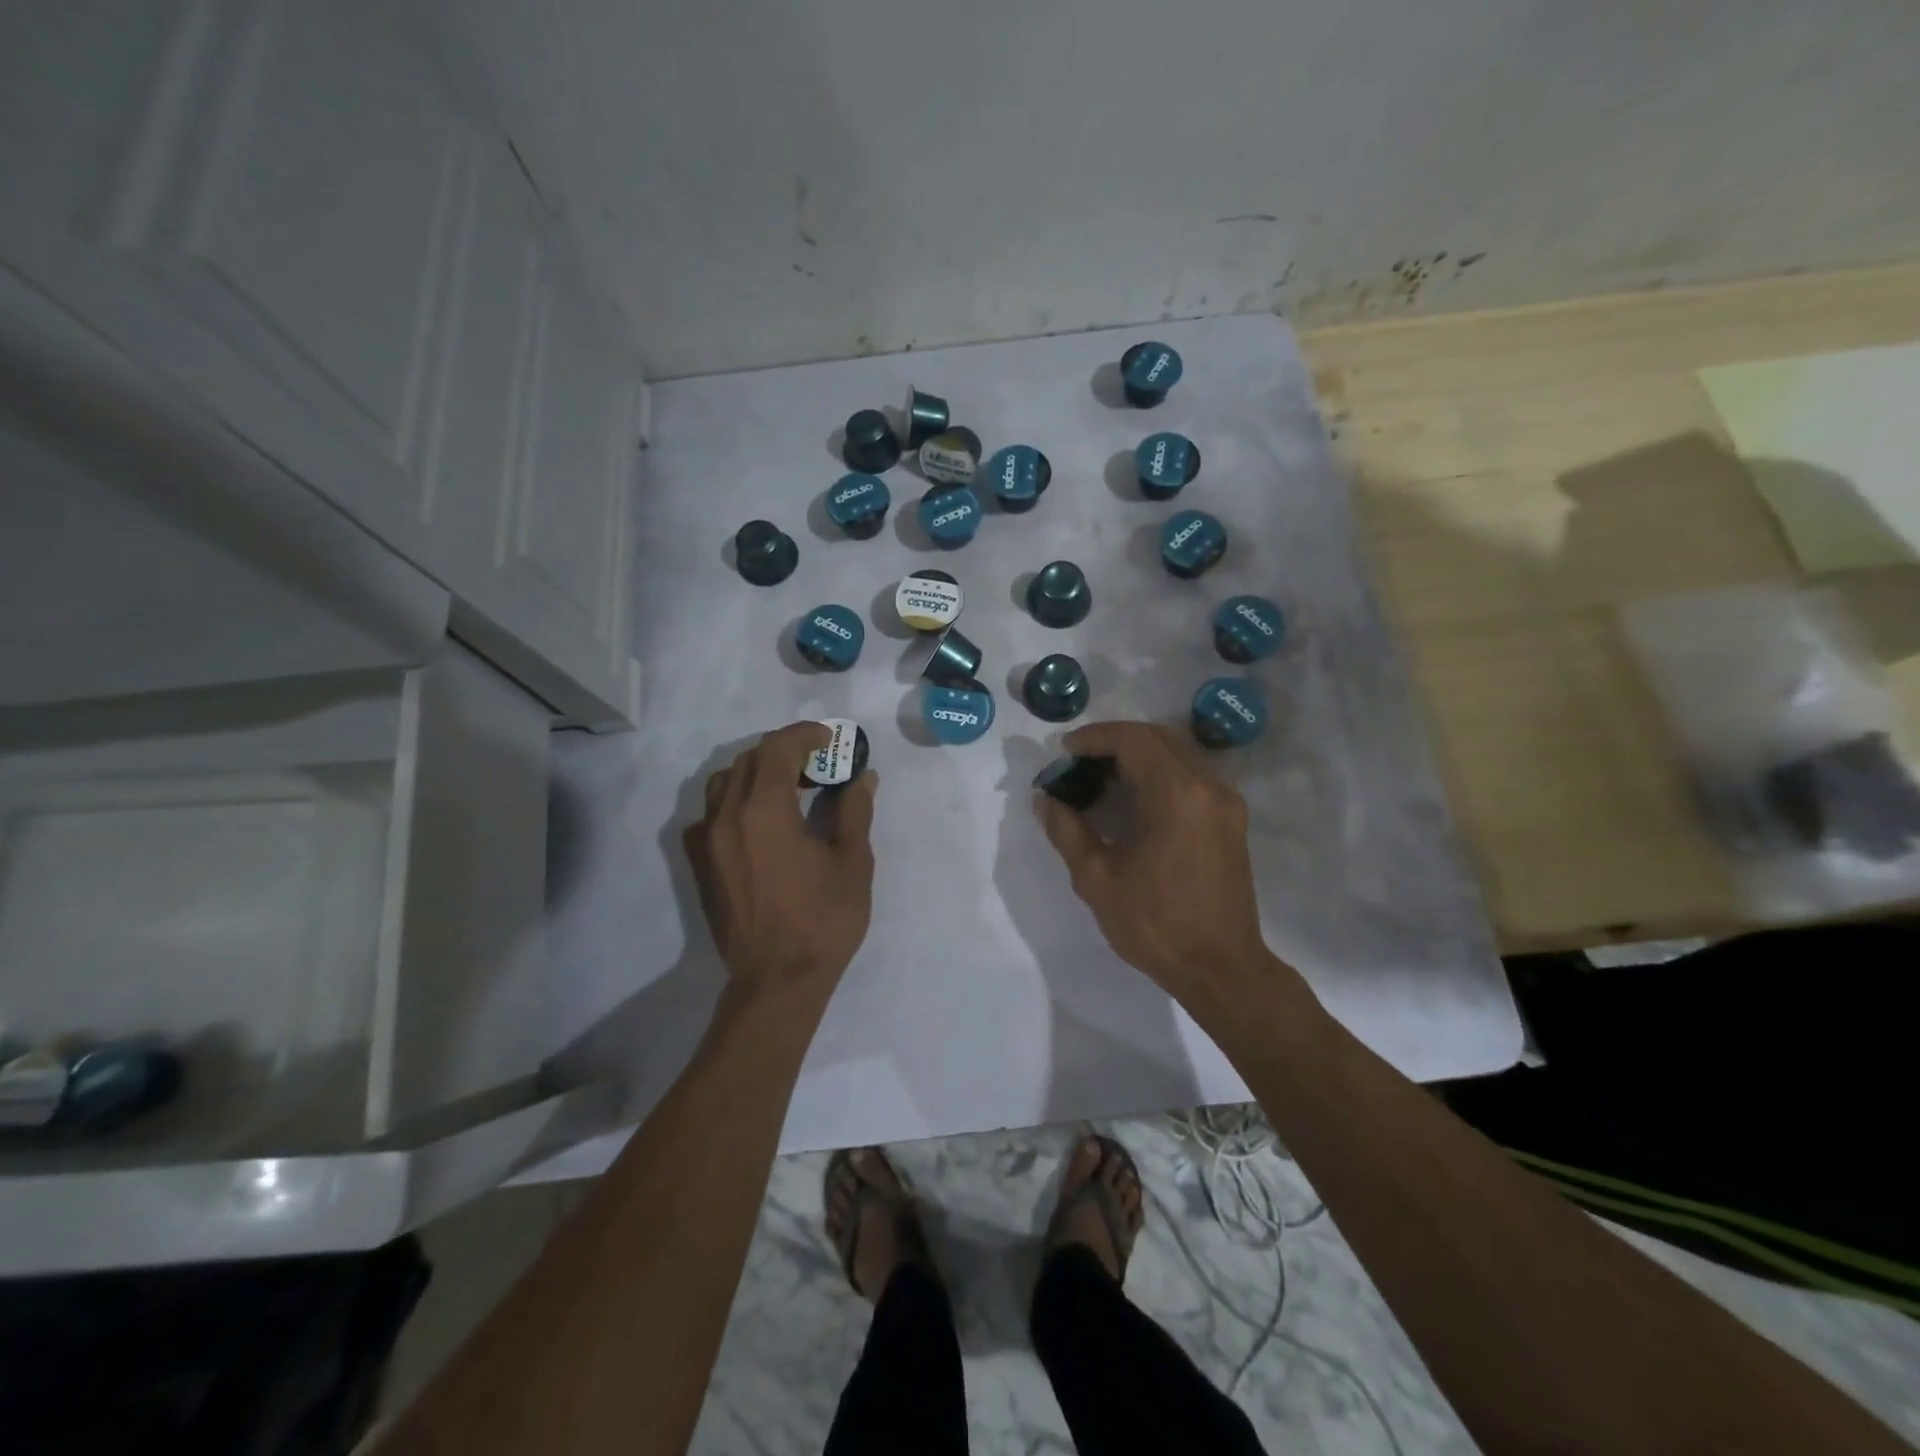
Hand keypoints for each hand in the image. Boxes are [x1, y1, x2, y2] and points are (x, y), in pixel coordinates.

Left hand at [684, 722, 877, 997]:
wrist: (777, 980)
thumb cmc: (823, 921)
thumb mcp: (852, 863)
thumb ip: (854, 812)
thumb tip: (863, 778)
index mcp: (765, 812)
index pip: (777, 749)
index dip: (804, 735)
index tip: (830, 739)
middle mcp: (727, 817)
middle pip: (749, 760)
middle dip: (784, 751)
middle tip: (817, 764)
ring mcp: (707, 841)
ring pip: (724, 783)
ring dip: (757, 773)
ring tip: (788, 790)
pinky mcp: (700, 864)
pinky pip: (710, 815)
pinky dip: (735, 803)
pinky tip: (758, 824)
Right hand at [1037, 721, 1274, 1016]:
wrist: (1221, 968)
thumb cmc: (1156, 925)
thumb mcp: (1098, 880)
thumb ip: (1068, 832)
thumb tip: (1045, 800)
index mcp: (1177, 796)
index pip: (1134, 740)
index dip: (1095, 737)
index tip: (1065, 750)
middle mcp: (1208, 788)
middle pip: (1159, 739)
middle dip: (1115, 741)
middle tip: (1079, 762)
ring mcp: (1226, 803)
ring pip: (1177, 755)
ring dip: (1138, 757)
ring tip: (1100, 779)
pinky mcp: (1231, 821)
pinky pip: (1191, 777)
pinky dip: (1158, 775)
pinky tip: (1133, 800)